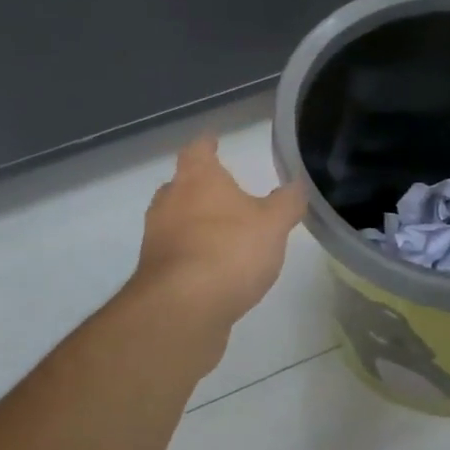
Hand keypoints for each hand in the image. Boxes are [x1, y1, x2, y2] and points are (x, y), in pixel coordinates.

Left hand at [129, 136, 306, 341]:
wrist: (182, 309)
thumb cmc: (230, 251)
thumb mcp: (273, 224)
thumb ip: (287, 202)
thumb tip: (296, 185)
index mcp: (197, 179)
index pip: (198, 150)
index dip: (207, 144)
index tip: (213, 140)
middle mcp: (169, 202)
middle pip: (180, 185)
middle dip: (198, 186)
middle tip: (221, 191)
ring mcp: (157, 239)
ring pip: (173, 220)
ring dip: (193, 223)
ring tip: (220, 232)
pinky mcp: (153, 274)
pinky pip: (174, 255)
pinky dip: (190, 255)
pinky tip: (211, 270)